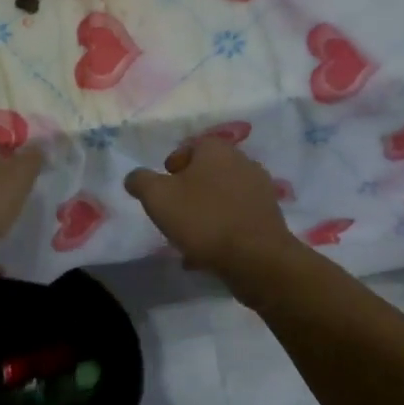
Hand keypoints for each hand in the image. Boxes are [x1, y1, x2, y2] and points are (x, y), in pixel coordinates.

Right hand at [124, 139, 299, 278]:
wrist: (255, 257)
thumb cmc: (203, 219)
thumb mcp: (157, 197)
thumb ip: (141, 181)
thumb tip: (134, 177)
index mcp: (217, 150)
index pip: (190, 147)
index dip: (171, 166)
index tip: (162, 189)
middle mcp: (242, 162)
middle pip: (207, 173)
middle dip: (188, 191)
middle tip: (173, 213)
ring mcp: (259, 190)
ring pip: (221, 198)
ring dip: (204, 213)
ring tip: (188, 238)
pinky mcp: (269, 217)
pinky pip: (236, 219)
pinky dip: (221, 230)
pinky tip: (207, 253)